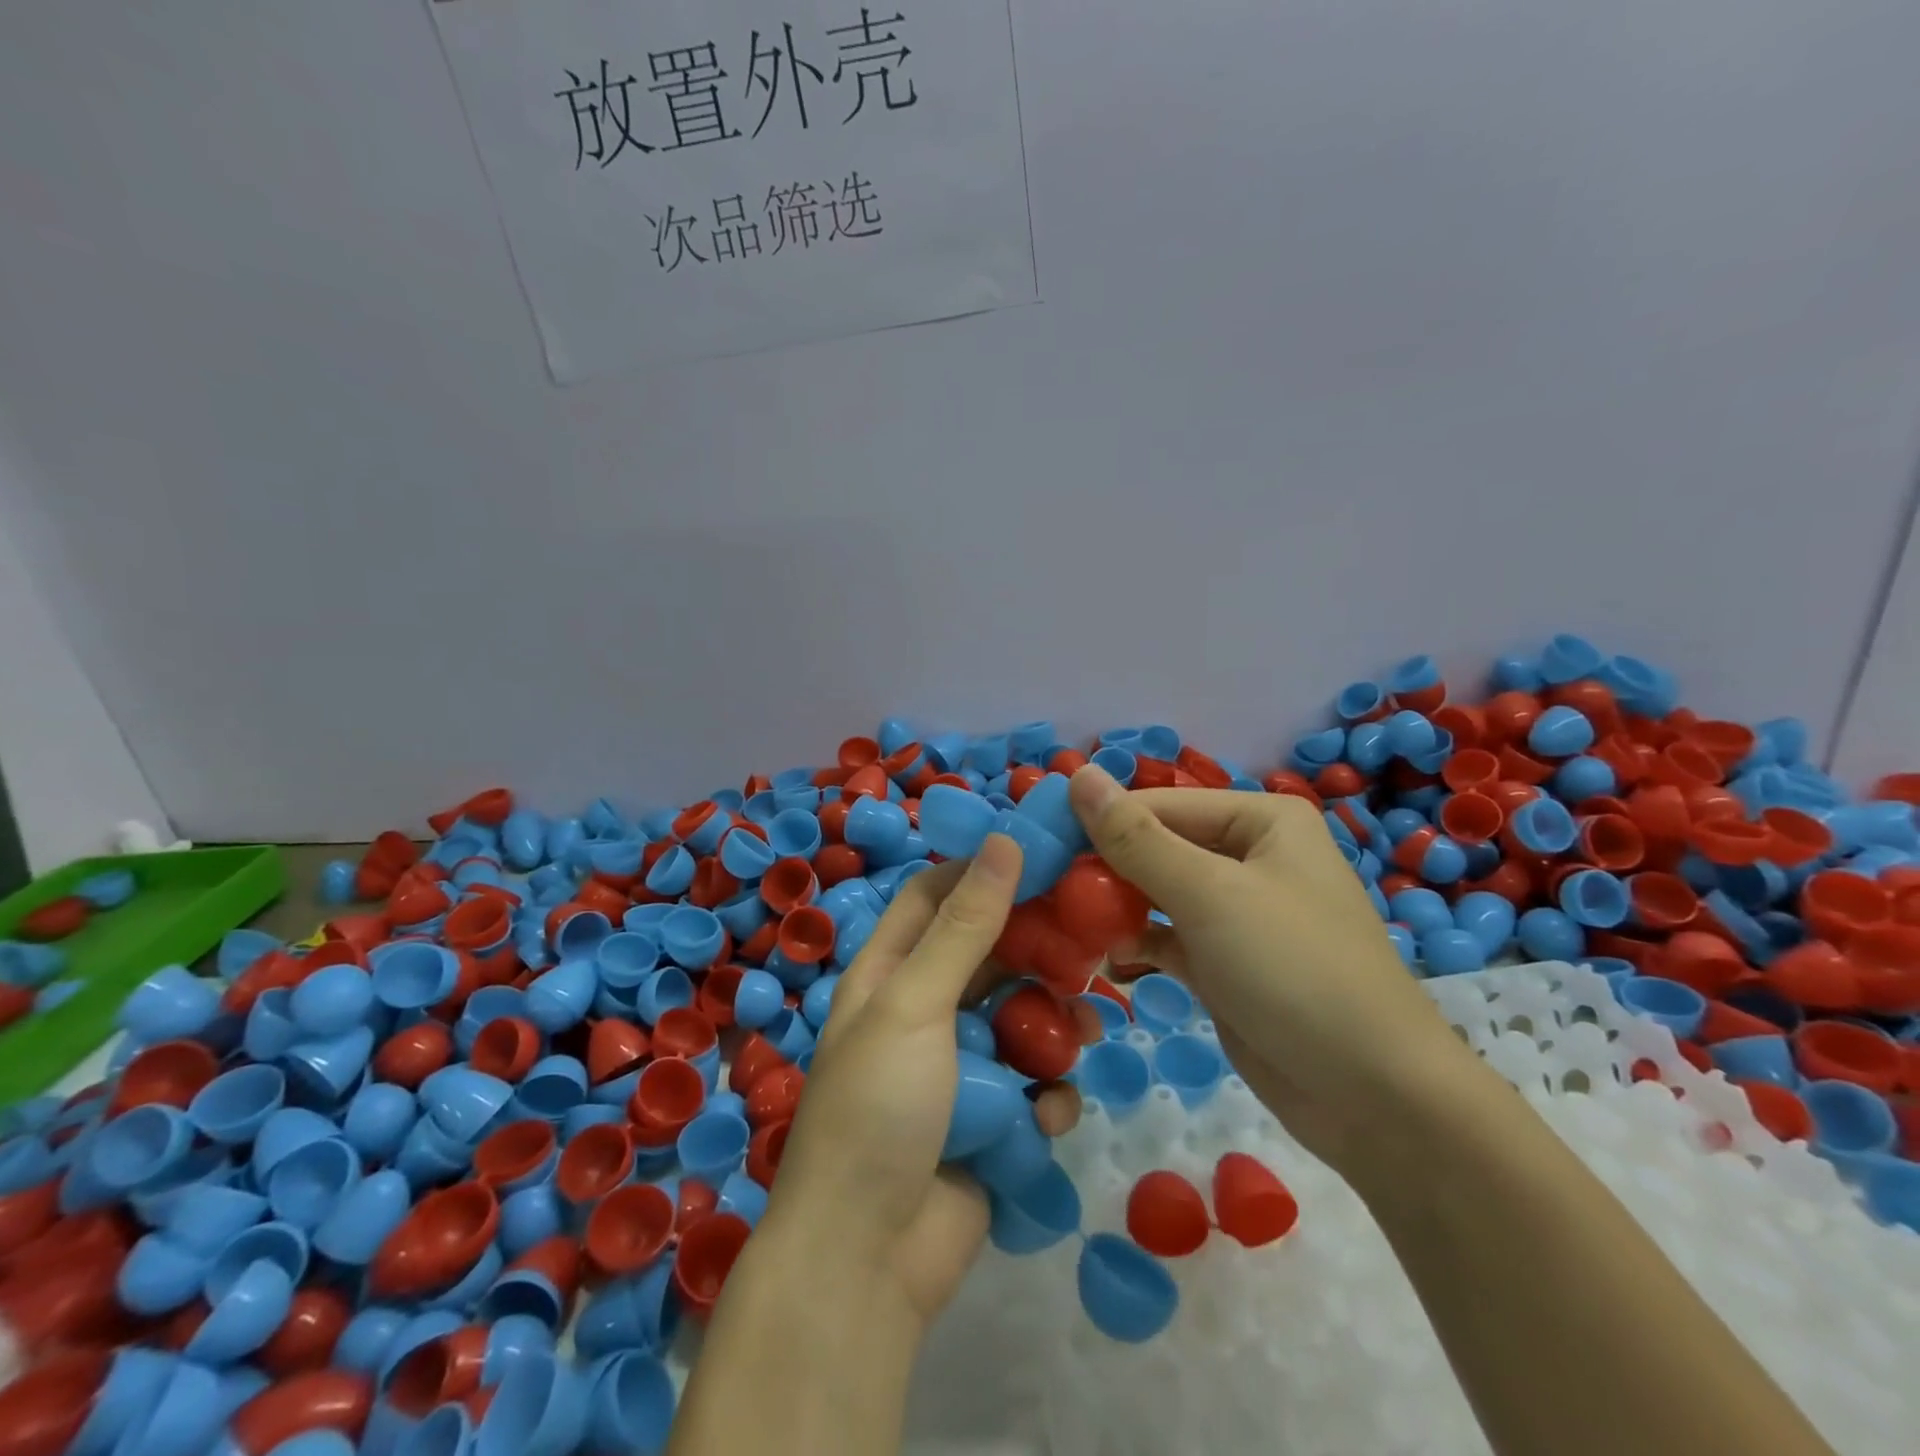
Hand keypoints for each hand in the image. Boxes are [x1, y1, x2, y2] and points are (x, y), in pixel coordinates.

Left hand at [762, 836, 1082, 1330]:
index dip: (981, 870)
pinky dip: (1045, 1094)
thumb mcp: (915, 1004)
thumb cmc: (880, 1108)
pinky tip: (1047, 1114)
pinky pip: (1031, 1086)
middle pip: (988, 955)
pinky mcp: (990, 1118)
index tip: (1041, 856)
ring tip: (1085, 1029)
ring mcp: (959, 1067)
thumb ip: (964, 927)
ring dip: (1053, 1025)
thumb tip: (1003, 843)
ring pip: (1020, 1019)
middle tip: (1090, 941)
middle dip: (1035, 951)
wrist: (868, 1261)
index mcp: (889, 973)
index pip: (934, 896)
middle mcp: (923, 1009)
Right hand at [1068, 766, 1474, 1174]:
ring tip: (1056, 923)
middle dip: (1101, 869)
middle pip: (1156, 848)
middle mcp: (1249, 856)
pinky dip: (1133, 942)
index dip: (1096, 822)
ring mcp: (1237, 913)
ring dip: (1111, 907)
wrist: (1375, 1098)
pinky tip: (1097, 956)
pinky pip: (1166, 936)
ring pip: (1156, 894)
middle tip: (1039, 890)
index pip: (1158, 806)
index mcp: (1260, 820)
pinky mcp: (1224, 962)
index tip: (1036, 847)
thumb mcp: (1208, 895)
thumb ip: (1136, 838)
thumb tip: (1077, 774)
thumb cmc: (1294, 970)